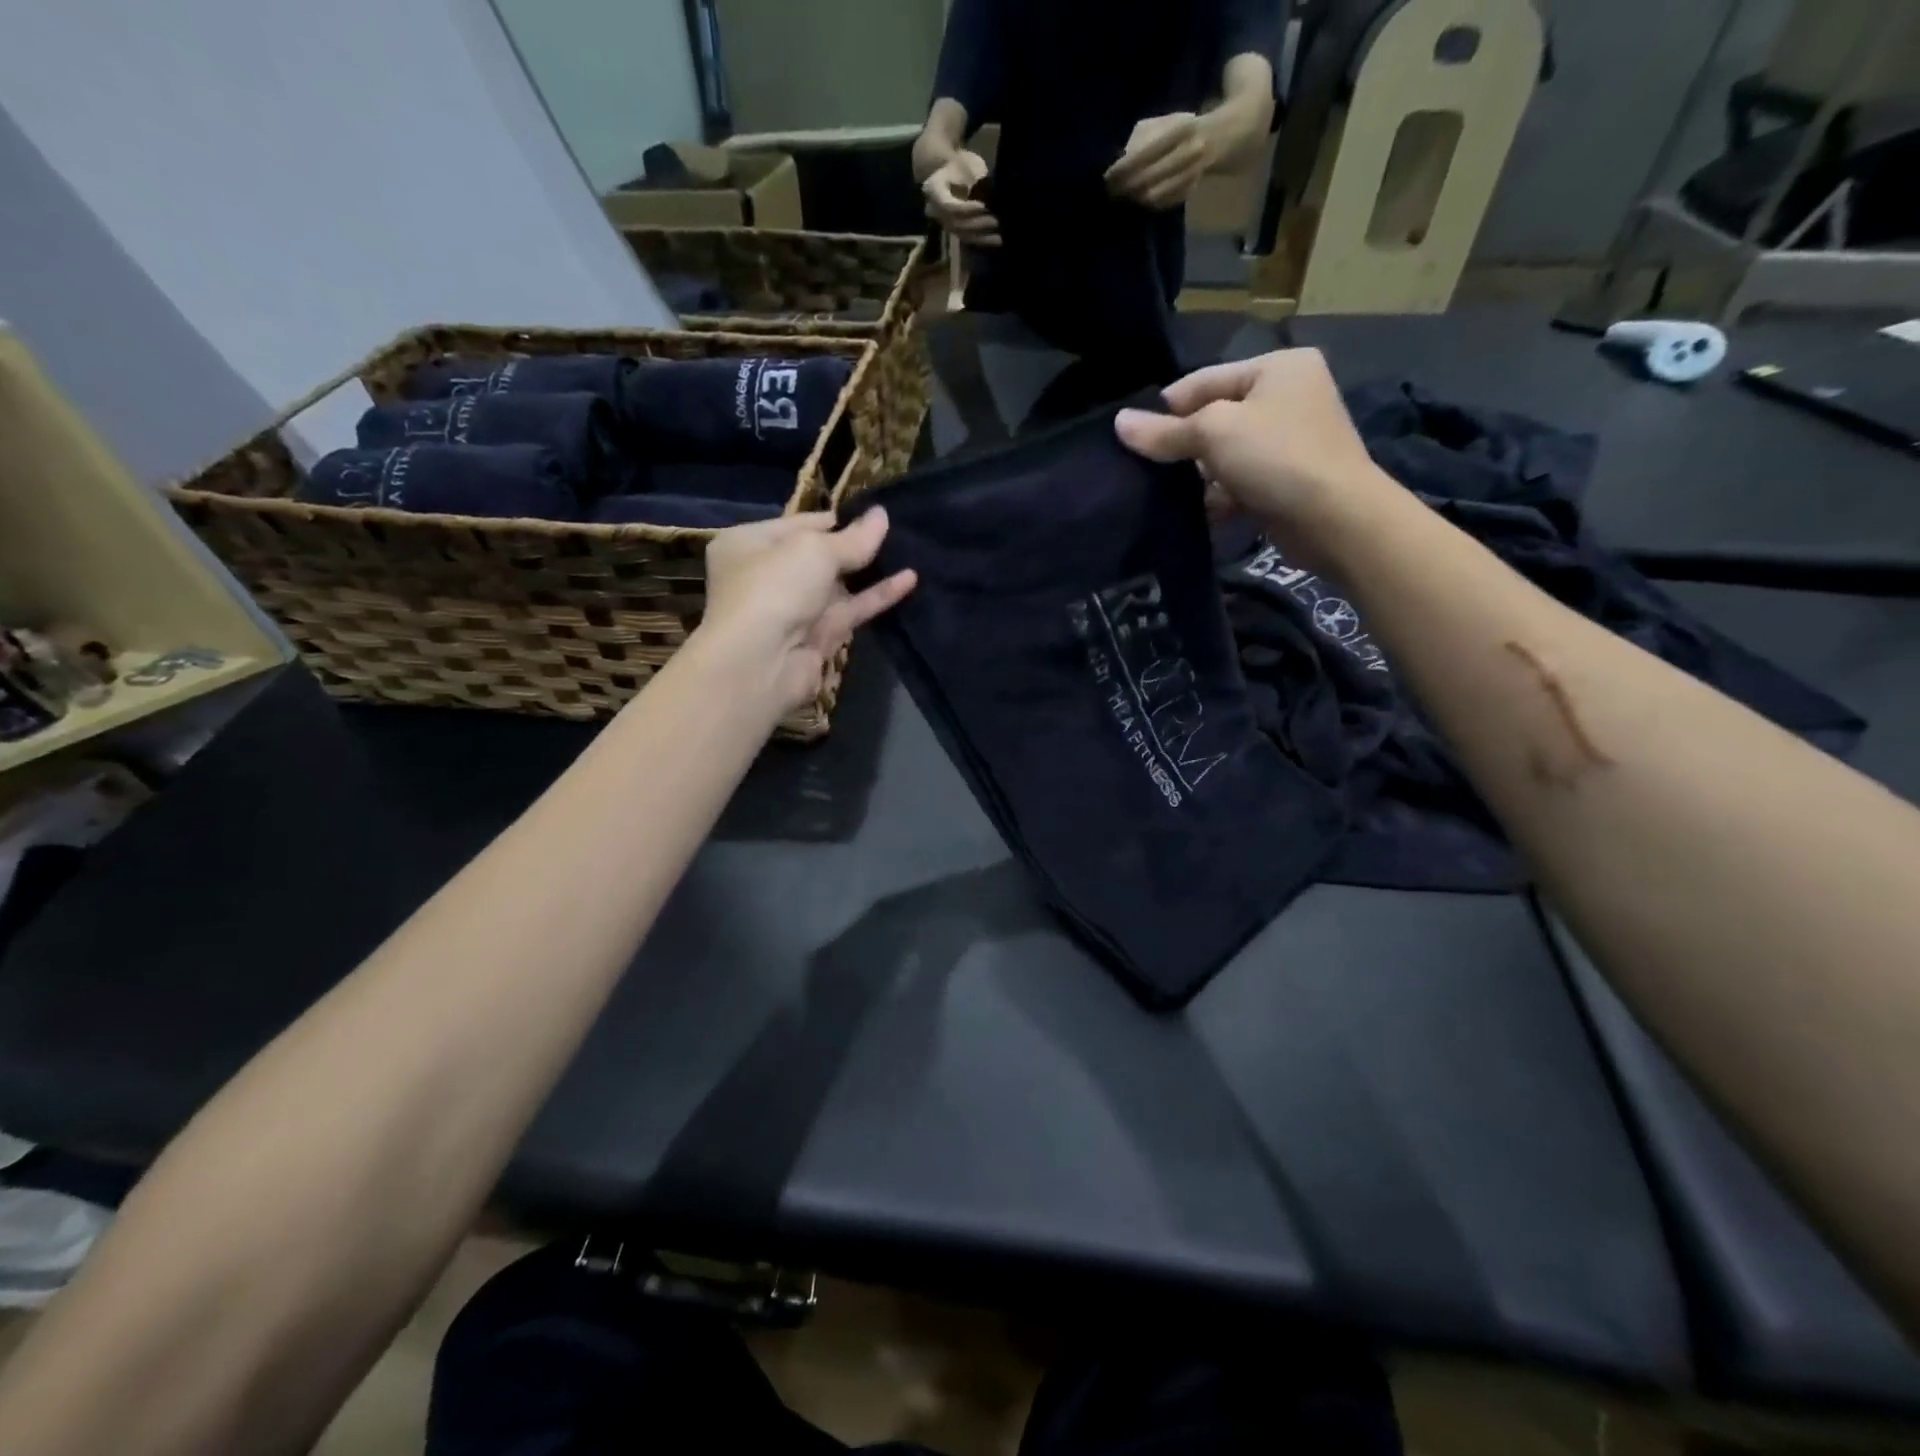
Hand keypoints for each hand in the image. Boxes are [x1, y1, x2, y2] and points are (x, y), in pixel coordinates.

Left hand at [695, 511, 916, 714]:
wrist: (760, 662)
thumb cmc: (774, 587)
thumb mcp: (814, 550)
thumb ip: (853, 538)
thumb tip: (882, 515)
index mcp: (750, 544)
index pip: (798, 524)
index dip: (835, 519)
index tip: (872, 514)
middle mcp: (768, 576)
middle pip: (818, 556)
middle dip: (854, 545)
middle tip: (895, 530)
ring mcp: (794, 609)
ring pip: (838, 586)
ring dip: (870, 570)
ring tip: (907, 551)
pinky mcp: (818, 637)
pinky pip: (852, 610)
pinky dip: (877, 596)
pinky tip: (909, 579)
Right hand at [922, 151, 1000, 246]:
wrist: (952, 171)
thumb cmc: (960, 163)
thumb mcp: (967, 165)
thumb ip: (975, 181)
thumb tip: (990, 198)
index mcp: (933, 190)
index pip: (949, 206)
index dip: (967, 209)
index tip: (983, 206)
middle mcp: (935, 211)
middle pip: (956, 223)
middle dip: (977, 224)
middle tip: (995, 221)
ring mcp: (944, 223)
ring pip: (963, 234)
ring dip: (982, 236)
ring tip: (999, 235)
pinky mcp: (954, 231)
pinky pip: (968, 239)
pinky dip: (983, 240)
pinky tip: (998, 240)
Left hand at [1105, 111, 1212, 210]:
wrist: (1213, 139)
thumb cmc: (1177, 130)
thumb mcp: (1160, 123)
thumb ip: (1140, 139)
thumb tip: (1118, 161)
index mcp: (1179, 130)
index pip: (1144, 154)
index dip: (1122, 169)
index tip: (1106, 176)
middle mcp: (1188, 153)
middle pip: (1147, 179)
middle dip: (1125, 188)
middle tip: (1109, 192)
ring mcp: (1191, 175)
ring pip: (1153, 196)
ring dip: (1133, 199)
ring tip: (1120, 198)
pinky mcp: (1189, 192)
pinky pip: (1162, 204)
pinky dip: (1146, 205)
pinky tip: (1136, 202)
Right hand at [1114, 350, 1395, 534]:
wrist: (1336, 520)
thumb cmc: (1277, 458)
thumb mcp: (1214, 434)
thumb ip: (1165, 431)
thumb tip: (1119, 424)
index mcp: (1277, 368)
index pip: (1205, 380)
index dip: (1166, 408)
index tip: (1131, 438)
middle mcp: (1288, 397)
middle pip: (1215, 418)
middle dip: (1182, 445)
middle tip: (1143, 470)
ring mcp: (1291, 441)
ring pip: (1225, 455)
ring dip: (1198, 476)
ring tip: (1161, 496)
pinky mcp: (1288, 481)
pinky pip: (1240, 483)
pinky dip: (1218, 497)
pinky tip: (1194, 514)